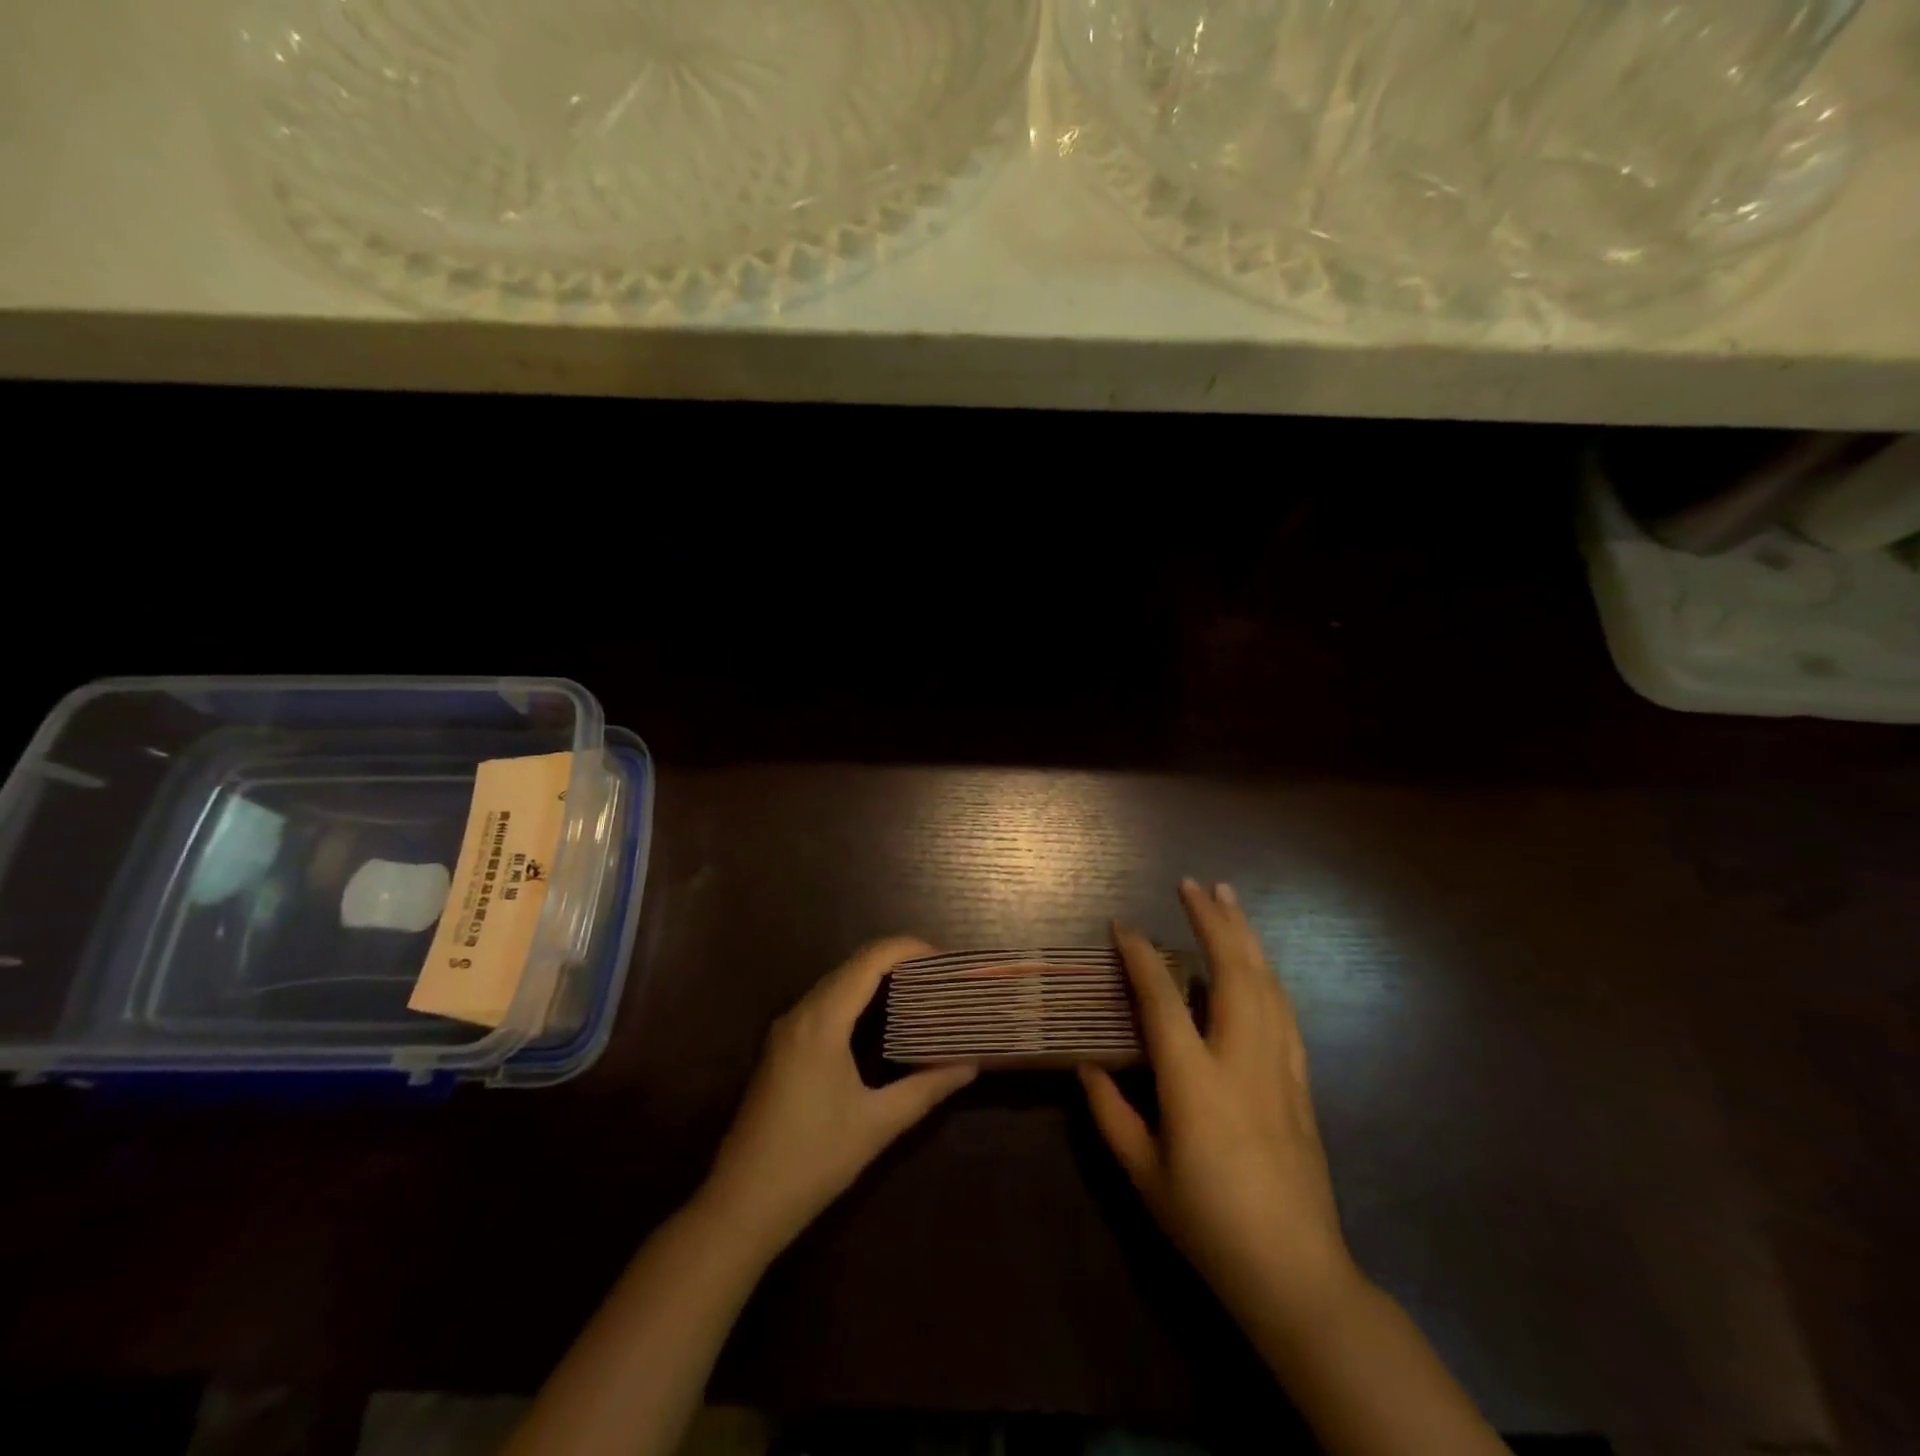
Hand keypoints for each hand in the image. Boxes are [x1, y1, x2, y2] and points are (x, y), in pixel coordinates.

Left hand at [702, 937, 976, 1259]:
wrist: (741, 1205)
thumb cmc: (812, 1161)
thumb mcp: (877, 1125)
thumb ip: (926, 1089)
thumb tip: (969, 1065)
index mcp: (821, 1021)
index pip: (870, 959)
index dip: (909, 949)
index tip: (946, 961)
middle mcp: (800, 1013)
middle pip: (853, 965)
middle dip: (898, 962)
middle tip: (940, 979)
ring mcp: (786, 1030)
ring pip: (837, 983)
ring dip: (877, 980)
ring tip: (920, 994)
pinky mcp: (781, 1048)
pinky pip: (824, 1004)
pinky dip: (857, 999)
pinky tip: (882, 1023)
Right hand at [1081, 881, 1357, 1331]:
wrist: (1296, 1274)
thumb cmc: (1208, 1225)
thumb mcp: (1144, 1175)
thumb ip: (1110, 1115)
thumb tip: (1087, 1066)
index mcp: (1195, 1083)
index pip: (1163, 1000)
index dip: (1141, 957)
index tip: (1123, 925)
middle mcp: (1241, 1061)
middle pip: (1233, 973)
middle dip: (1213, 921)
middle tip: (1193, 884)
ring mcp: (1278, 1068)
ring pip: (1267, 984)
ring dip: (1246, 936)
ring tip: (1229, 899)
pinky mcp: (1300, 1082)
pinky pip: (1284, 1012)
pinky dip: (1267, 974)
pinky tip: (1259, 961)